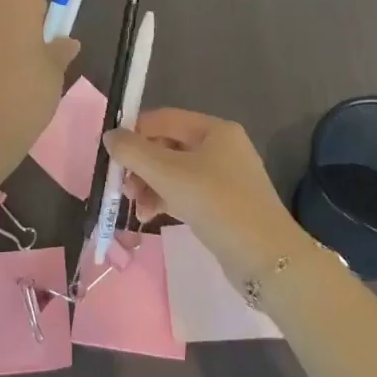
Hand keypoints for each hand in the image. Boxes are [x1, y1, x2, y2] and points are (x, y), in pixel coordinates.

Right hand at [106, 109, 304, 283]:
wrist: (266, 258)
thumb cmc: (216, 204)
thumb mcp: (169, 174)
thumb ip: (134, 152)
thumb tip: (110, 135)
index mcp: (214, 130)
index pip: (164, 119)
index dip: (135, 132)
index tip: (112, 154)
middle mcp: (221, 146)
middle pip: (168, 146)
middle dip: (141, 165)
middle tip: (122, 186)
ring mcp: (225, 176)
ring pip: (175, 171)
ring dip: (150, 185)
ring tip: (135, 206)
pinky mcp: (224, 203)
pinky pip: (186, 192)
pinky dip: (166, 199)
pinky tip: (150, 216)